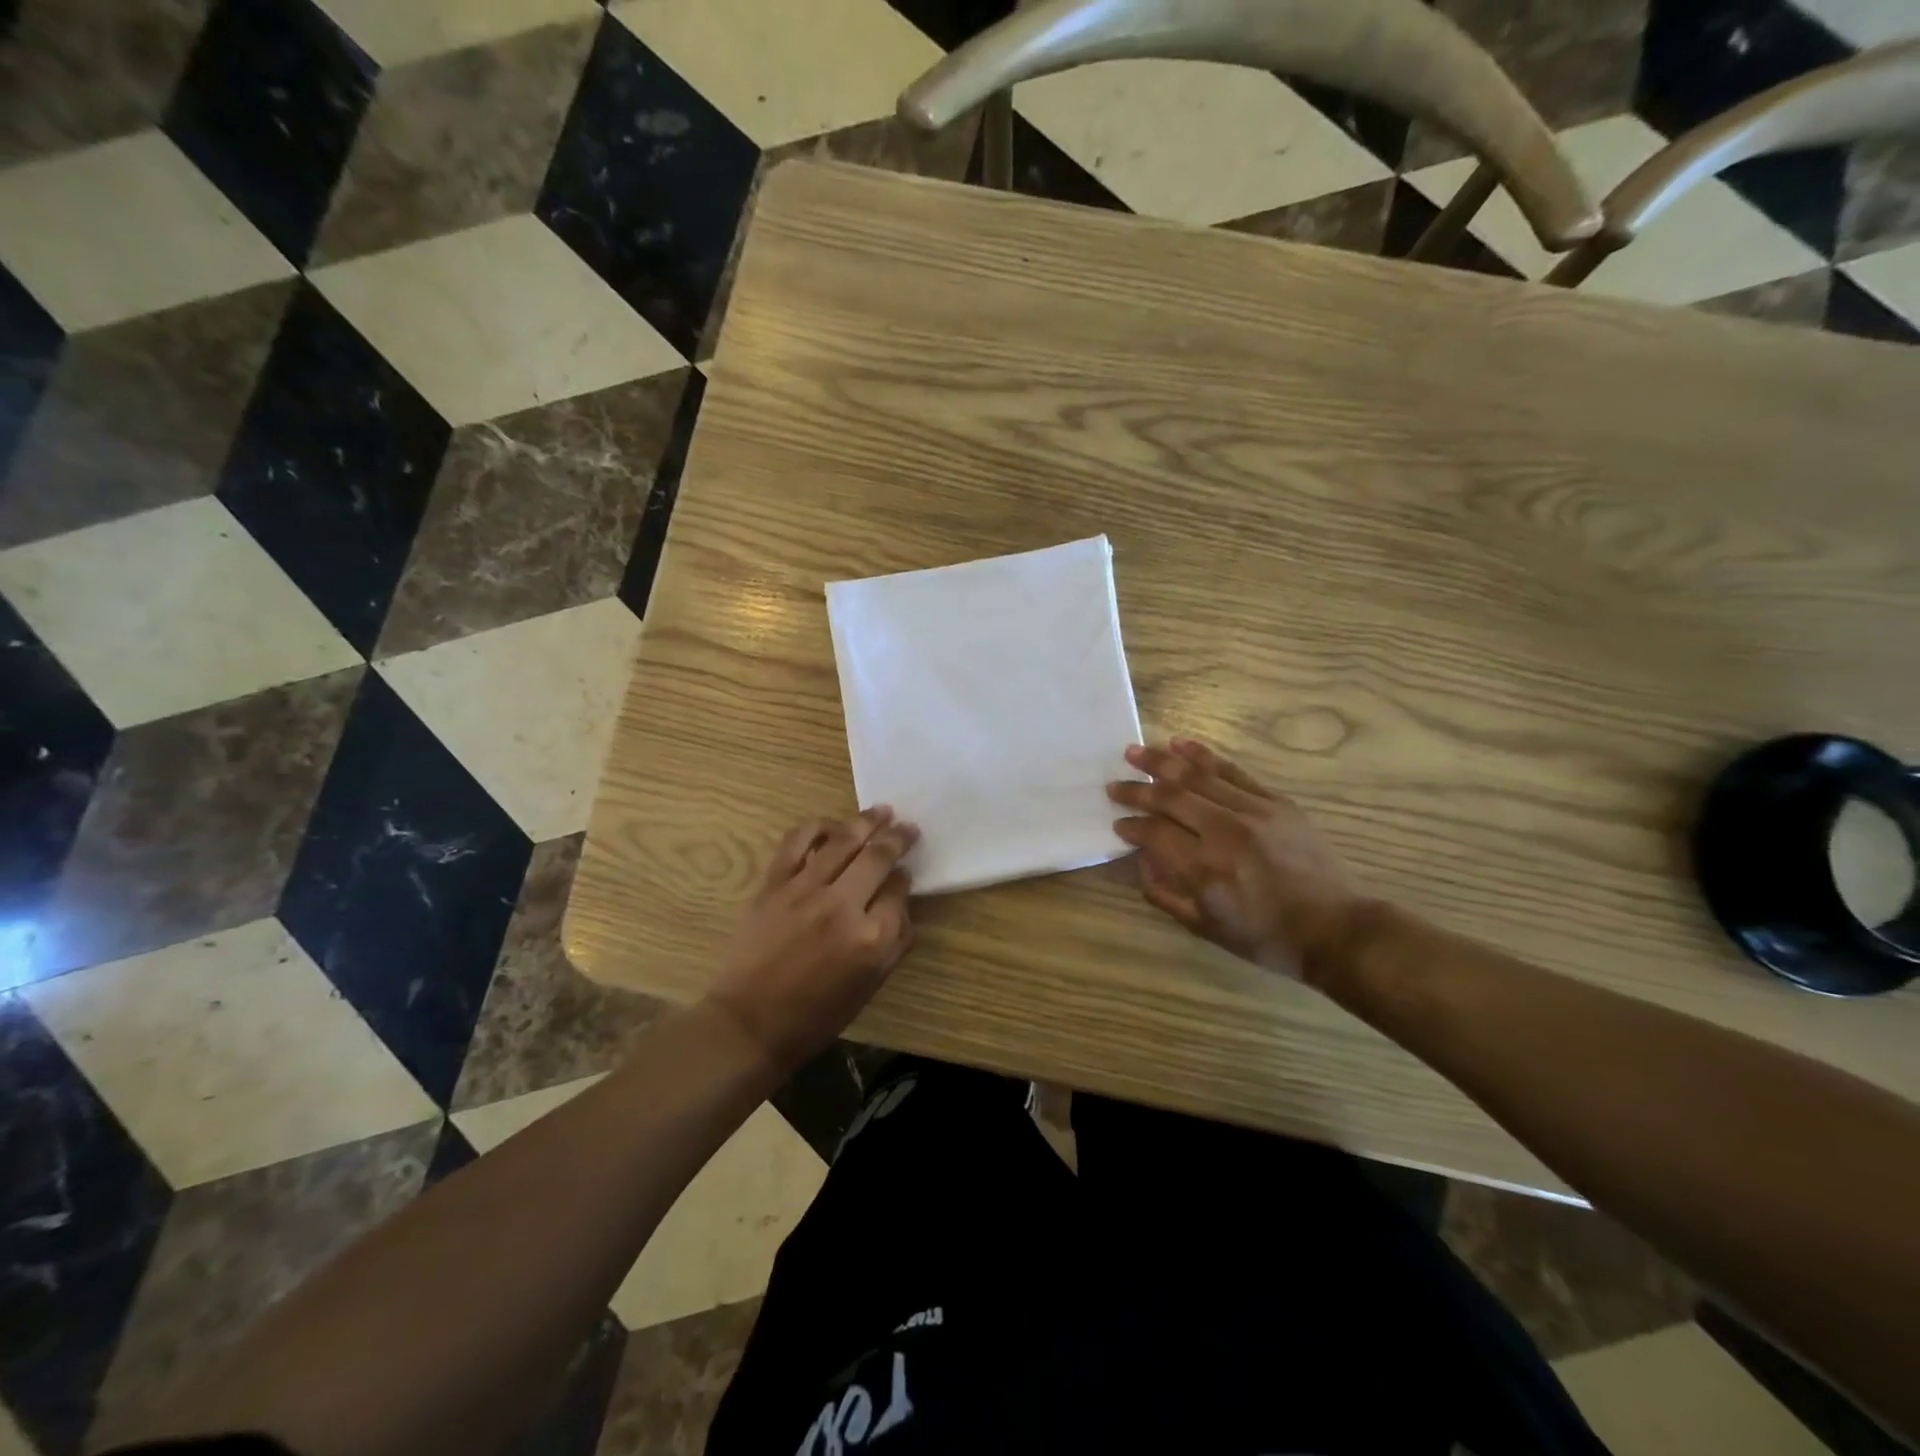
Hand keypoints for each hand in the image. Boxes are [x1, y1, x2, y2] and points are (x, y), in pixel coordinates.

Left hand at [706, 808, 919, 1071]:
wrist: (749, 1022)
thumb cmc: (815, 1015)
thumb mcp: (869, 987)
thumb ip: (894, 942)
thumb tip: (901, 902)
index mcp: (871, 938)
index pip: (899, 892)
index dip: (905, 878)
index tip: (905, 872)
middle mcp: (842, 906)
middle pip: (877, 857)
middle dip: (897, 838)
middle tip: (908, 826)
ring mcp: (805, 890)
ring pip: (843, 841)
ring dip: (866, 822)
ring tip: (880, 811)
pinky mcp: (774, 883)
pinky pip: (798, 842)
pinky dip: (817, 827)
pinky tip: (831, 826)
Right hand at [1107, 739, 1369, 980]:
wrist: (1335, 928)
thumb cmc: (1266, 937)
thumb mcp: (1206, 927)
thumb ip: (1165, 893)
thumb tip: (1142, 861)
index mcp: (1205, 868)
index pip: (1154, 833)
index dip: (1130, 825)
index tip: (1117, 823)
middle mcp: (1224, 832)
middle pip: (1169, 797)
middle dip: (1136, 790)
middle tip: (1113, 784)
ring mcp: (1253, 811)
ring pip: (1197, 776)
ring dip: (1161, 762)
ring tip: (1134, 751)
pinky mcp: (1275, 801)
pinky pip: (1232, 771)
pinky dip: (1203, 755)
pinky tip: (1180, 744)